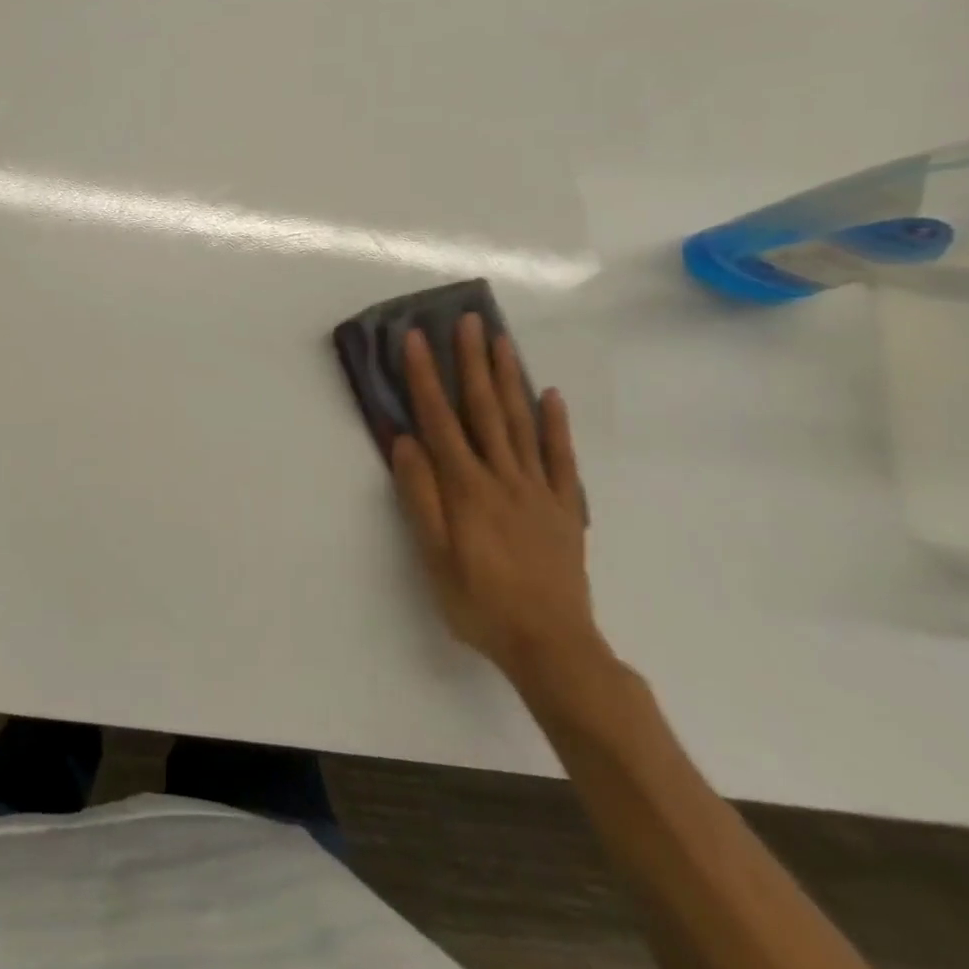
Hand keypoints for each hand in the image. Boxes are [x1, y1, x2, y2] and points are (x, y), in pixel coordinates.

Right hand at [390, 313, 602, 687]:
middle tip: (468, 320)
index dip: (425, 377)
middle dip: (472, 362)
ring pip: (521, 423)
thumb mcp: (433, 557)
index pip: (439, 420)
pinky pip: (561, 458)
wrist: (552, 647)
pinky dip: (555, 424)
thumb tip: (404, 442)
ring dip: (510, 379)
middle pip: (484, 409)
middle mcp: (502, 477)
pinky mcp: (564, 507)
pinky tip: (550, 395)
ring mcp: (538, 489)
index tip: (415, 339)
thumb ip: (419, 495)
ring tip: (502, 341)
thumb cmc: (479, 602)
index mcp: (465, 488)